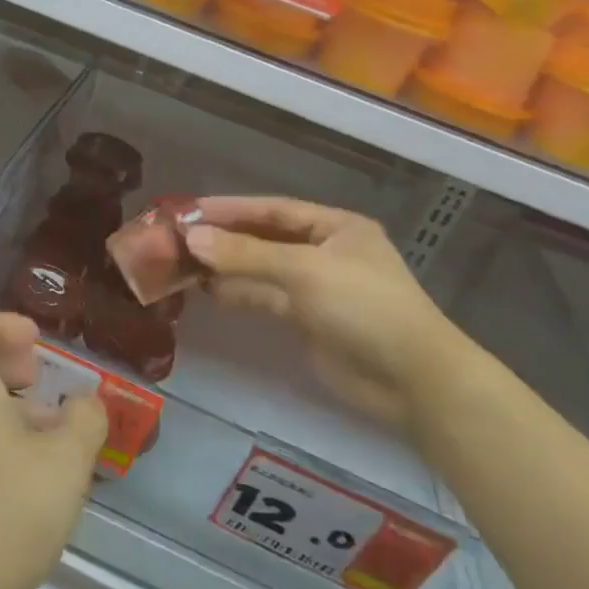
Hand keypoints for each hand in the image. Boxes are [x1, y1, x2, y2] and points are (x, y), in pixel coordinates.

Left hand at [0, 312, 108, 588]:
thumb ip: (84, 421)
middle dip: (8, 364)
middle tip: (43, 381)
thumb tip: (88, 402)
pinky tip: (32, 478)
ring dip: (8, 406)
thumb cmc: (2, 512)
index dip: (1, 323)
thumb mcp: (64, 463)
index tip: (37, 344)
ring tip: (53, 435)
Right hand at [184, 197, 481, 432]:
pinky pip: (266, 298)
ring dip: (227, 266)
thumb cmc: (363, 306)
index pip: (273, 209)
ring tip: (183, 264)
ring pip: (262, 269)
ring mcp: (316, 287)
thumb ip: (245, 254)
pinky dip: (239, 293)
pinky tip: (208, 292)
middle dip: (224, 238)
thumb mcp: (303, 270)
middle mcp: (324, 251)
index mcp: (335, 227)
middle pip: (265, 238)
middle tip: (177, 238)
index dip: (230, 208)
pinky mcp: (308, 320)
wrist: (411, 379)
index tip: (188, 210)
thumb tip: (190, 238)